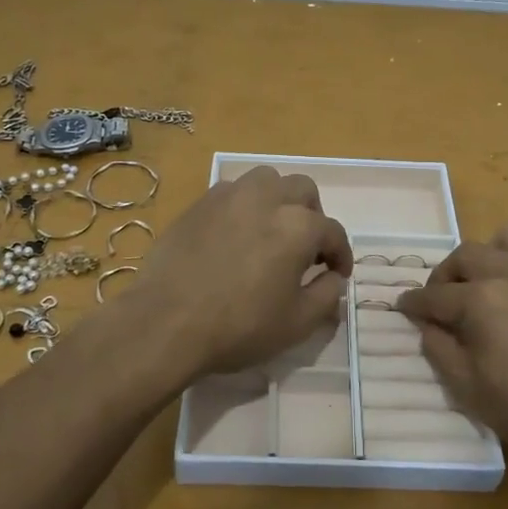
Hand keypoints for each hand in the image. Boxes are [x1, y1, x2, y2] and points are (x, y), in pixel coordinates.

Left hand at [131, 166, 352, 378]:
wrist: (166, 322)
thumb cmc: (239, 327)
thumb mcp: (297, 323)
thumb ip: (326, 295)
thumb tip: (333, 278)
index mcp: (298, 226)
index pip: (333, 232)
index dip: (341, 254)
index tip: (338, 274)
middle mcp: (267, 198)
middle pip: (303, 191)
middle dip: (313, 216)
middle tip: (307, 249)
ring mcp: (229, 196)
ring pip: (266, 180)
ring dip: (278, 200)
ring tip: (272, 230)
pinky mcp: (198, 204)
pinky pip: (232, 192)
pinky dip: (245, 206)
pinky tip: (237, 234)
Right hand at [395, 222, 507, 464]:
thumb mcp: (466, 386)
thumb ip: (438, 347)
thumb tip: (427, 323)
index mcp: (481, 299)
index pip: (434, 295)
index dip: (414, 303)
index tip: (403, 306)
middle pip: (466, 255)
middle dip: (446, 275)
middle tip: (443, 299)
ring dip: (492, 254)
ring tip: (492, 281)